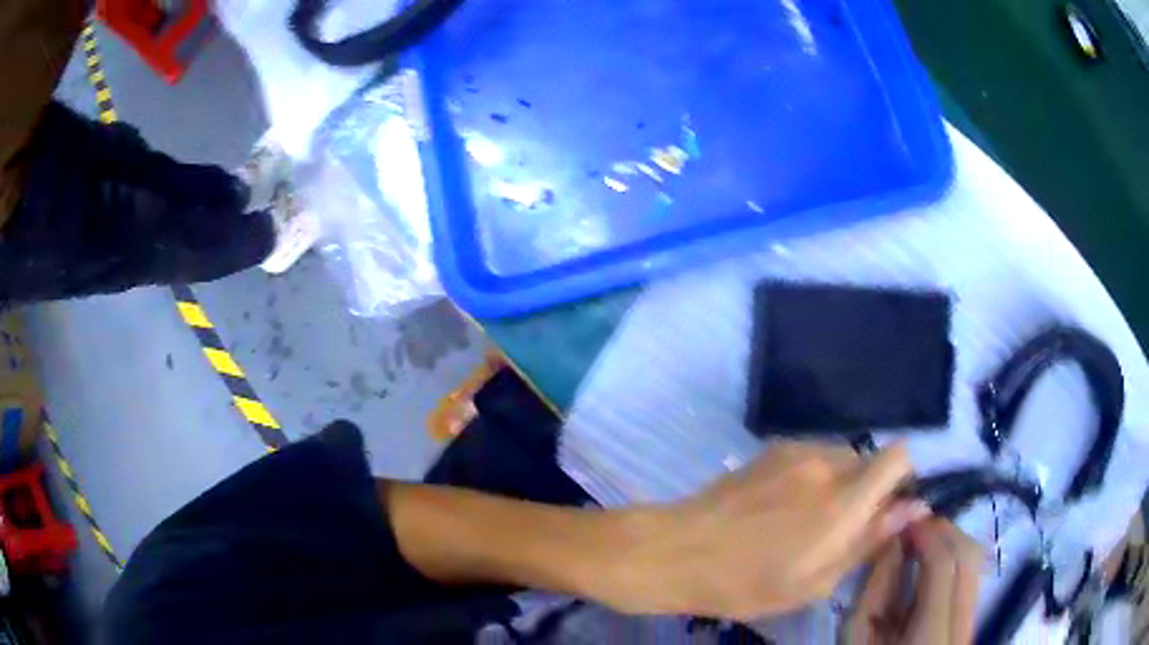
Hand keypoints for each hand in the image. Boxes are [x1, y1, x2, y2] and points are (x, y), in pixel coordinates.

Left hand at [604, 442, 927, 619]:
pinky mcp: (770, 449)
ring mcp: (794, 450)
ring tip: (805, 522)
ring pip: (841, 457)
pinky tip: (781, 508)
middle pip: (870, 459)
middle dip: (868, 490)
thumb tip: (914, 507)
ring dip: (839, 484)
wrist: (676, 551)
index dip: (903, 480)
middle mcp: (825, 462)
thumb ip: (869, 540)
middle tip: (840, 529)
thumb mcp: (814, 582)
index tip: (887, 512)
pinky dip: (813, 477)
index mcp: (842, 499)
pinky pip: (811, 456)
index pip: (900, 457)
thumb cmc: (745, 583)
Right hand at [844, 519, 982, 644]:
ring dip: (950, 540)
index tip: (903, 517)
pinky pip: (972, 573)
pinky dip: (955, 556)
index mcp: (929, 634)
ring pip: (975, 560)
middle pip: (968, 555)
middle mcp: (962, 623)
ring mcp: (972, 619)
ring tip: (921, 540)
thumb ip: (875, 590)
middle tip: (912, 525)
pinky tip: (932, 561)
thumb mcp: (858, 636)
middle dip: (943, 530)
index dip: (926, 532)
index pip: (942, 565)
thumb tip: (893, 539)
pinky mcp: (972, 618)